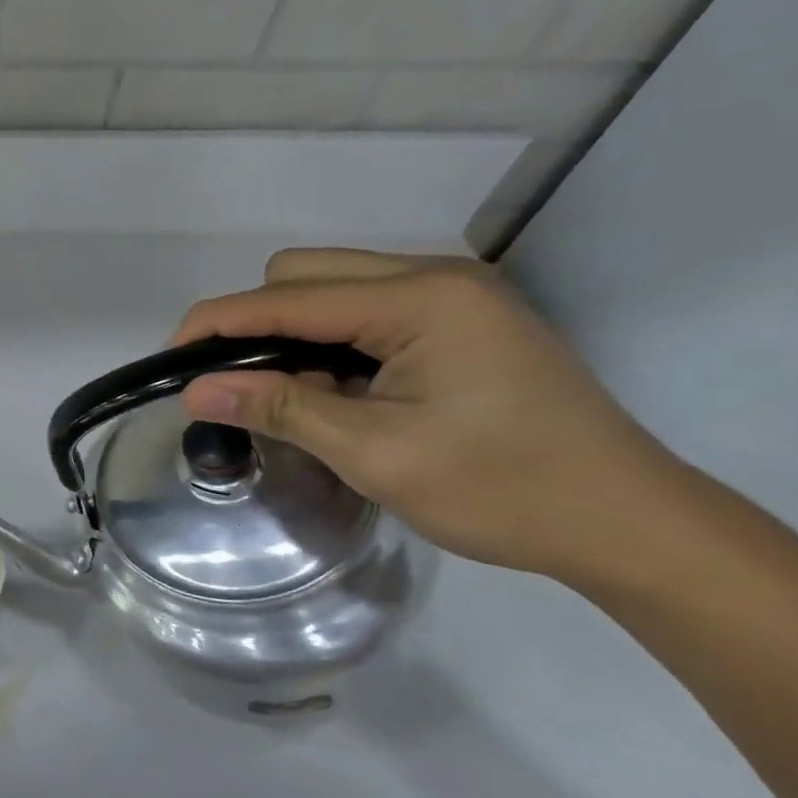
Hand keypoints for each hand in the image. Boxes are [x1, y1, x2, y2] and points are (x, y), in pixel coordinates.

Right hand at [172, 249, 686, 583]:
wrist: (627, 524)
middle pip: (303, 273)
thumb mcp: (376, 453)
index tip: (171, 361)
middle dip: (254, 322)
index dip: (217, 324)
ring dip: (290, 332)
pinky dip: (328, 342)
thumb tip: (193, 391)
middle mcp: (435, 277)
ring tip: (286, 393)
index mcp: (421, 299)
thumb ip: (280, 407)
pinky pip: (363, 309)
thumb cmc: (502, 489)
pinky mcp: (458, 319)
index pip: (286, 297)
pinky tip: (332, 388)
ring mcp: (451, 295)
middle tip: (238, 384)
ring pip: (330, 287)